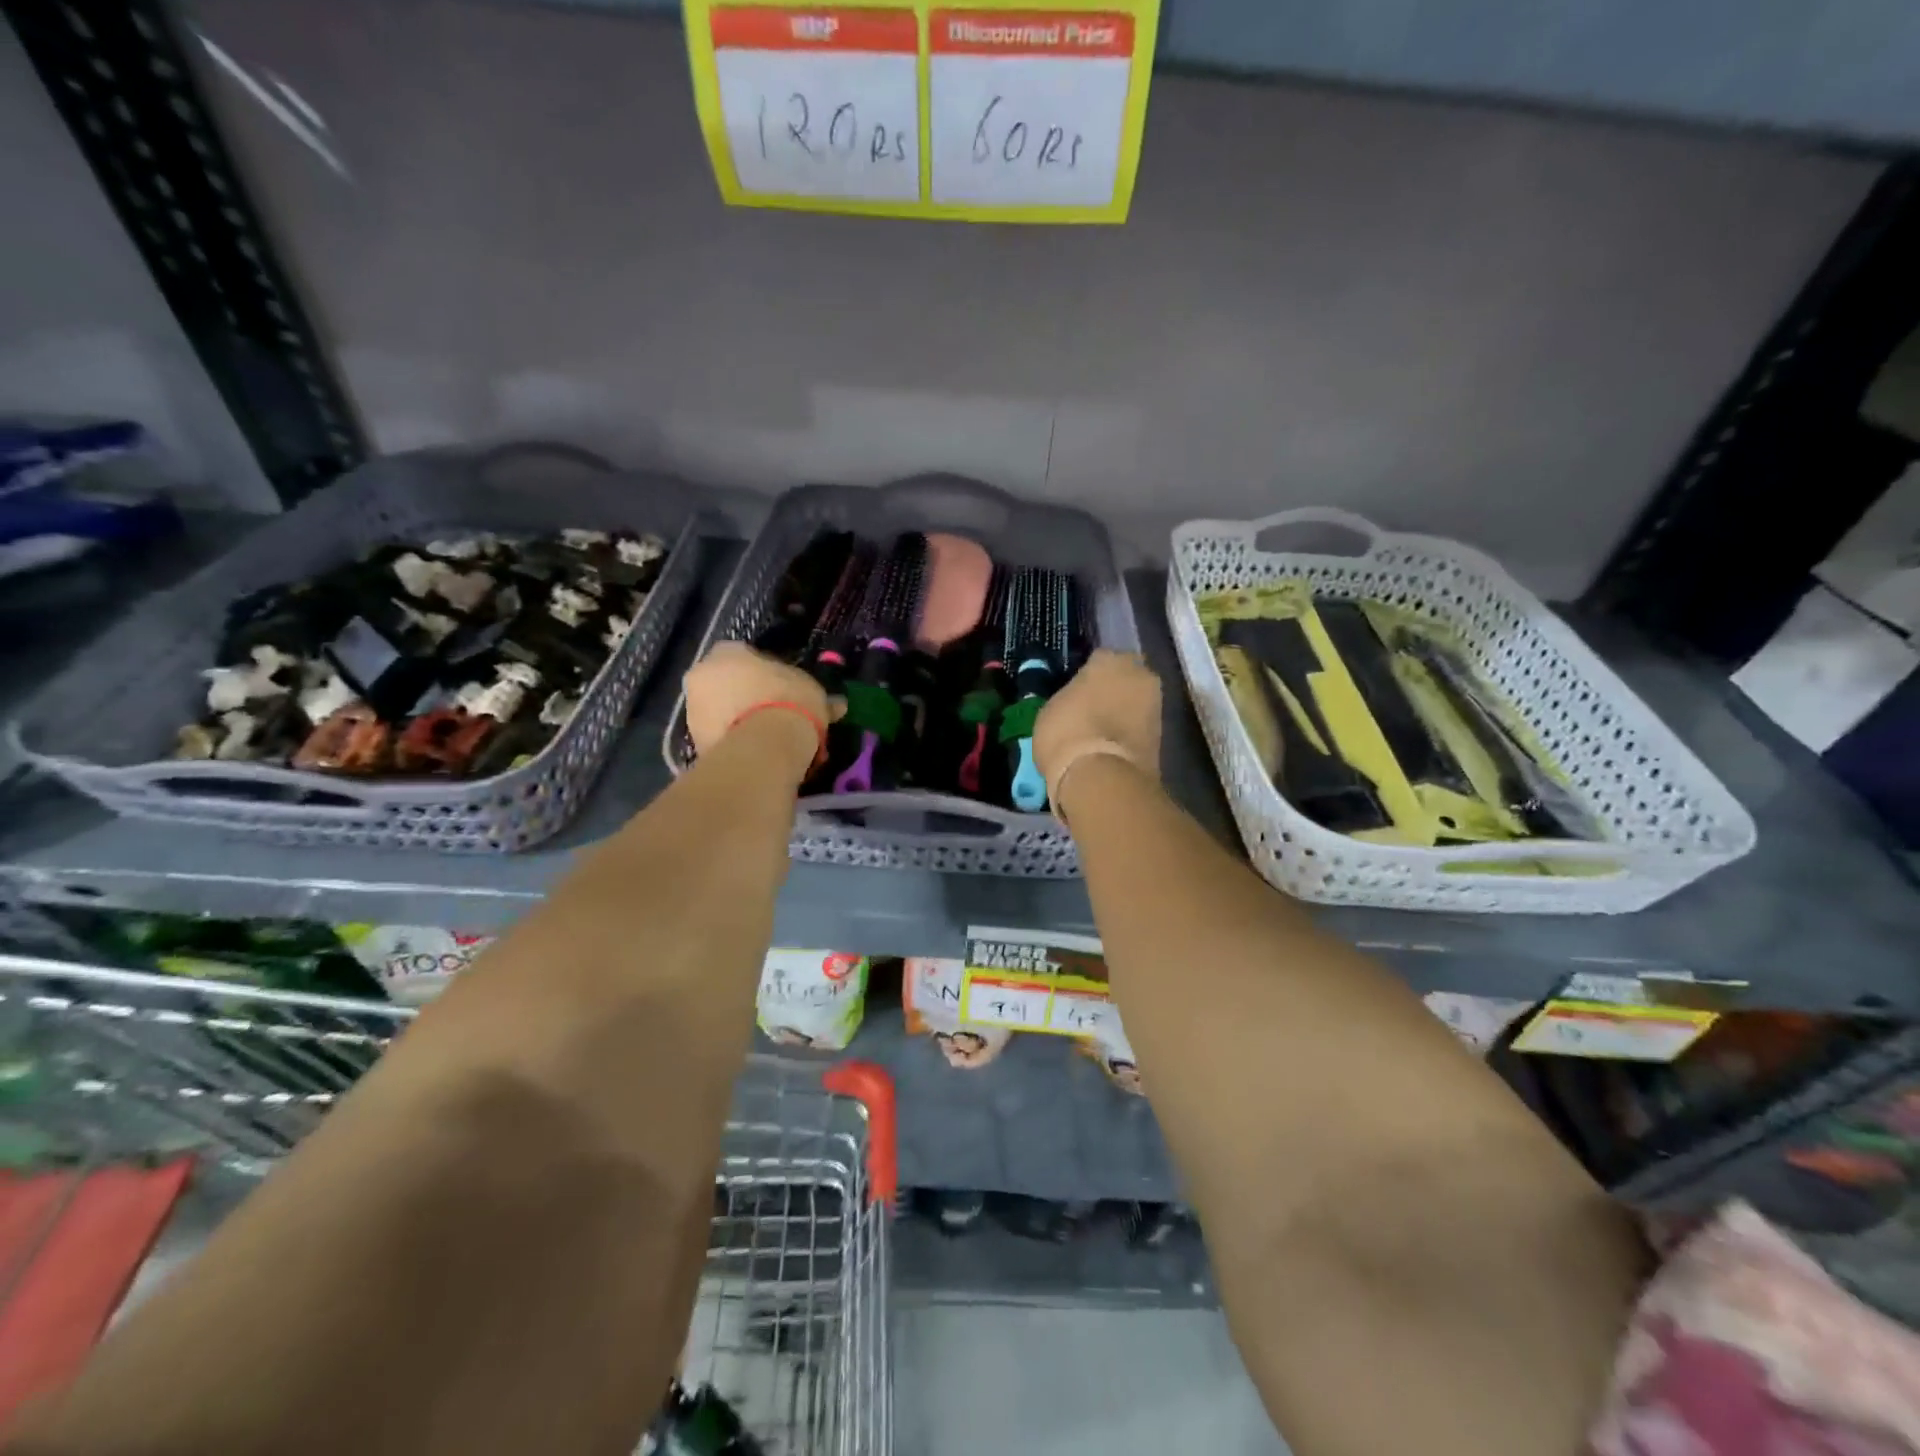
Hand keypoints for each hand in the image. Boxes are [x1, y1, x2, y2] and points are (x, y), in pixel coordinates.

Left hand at [684, 642, 831, 776]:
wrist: (764, 747)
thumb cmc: (788, 701)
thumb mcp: (812, 691)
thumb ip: (815, 693)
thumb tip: (837, 705)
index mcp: (726, 652)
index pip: (743, 654)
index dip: (763, 671)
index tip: (782, 687)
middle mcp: (701, 675)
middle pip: (725, 683)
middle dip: (745, 696)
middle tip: (774, 713)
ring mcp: (692, 710)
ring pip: (719, 712)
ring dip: (739, 721)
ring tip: (769, 739)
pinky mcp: (694, 742)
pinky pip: (719, 738)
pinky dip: (735, 743)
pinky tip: (759, 754)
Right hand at [1034, 650, 1161, 813]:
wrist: (1101, 777)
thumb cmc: (1067, 733)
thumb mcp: (1051, 710)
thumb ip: (1069, 699)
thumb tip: (1075, 704)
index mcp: (1108, 660)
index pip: (1099, 660)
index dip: (1088, 677)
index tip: (1078, 692)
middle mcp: (1139, 674)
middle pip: (1126, 677)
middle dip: (1114, 689)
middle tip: (1094, 709)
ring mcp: (1155, 704)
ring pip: (1137, 701)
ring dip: (1125, 711)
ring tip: (1103, 732)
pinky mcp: (1163, 735)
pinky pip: (1141, 726)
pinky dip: (1131, 733)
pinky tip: (1113, 747)